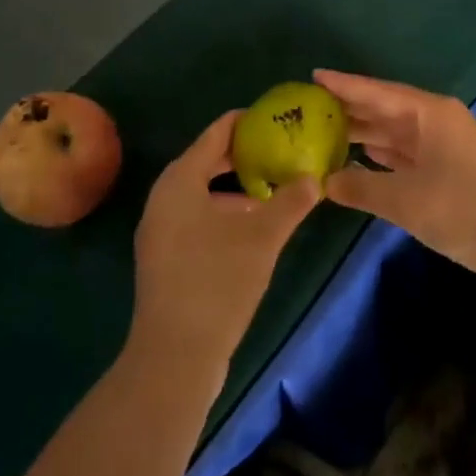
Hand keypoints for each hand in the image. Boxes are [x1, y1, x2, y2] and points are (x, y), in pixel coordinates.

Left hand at [130, 110, 320, 374]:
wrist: (174, 356)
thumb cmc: (217, 282)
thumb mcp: (263, 237)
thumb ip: (291, 201)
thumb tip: (315, 177)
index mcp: (180, 179)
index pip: (217, 133)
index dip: (248, 122)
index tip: (278, 119)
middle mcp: (164, 196)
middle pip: (208, 160)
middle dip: (245, 155)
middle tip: (282, 150)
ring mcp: (160, 228)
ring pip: (202, 191)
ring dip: (236, 187)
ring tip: (274, 189)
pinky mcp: (164, 256)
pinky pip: (195, 216)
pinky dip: (223, 211)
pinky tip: (252, 228)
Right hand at [316, 70, 475, 297]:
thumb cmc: (466, 210)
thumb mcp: (406, 200)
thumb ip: (361, 187)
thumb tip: (323, 182)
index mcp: (428, 113)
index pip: (376, 91)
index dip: (343, 85)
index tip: (312, 76)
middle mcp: (436, 122)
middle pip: (384, 110)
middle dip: (349, 110)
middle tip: (307, 110)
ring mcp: (445, 148)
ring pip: (395, 134)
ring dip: (363, 135)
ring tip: (324, 134)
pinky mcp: (450, 174)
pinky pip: (405, 156)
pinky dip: (381, 158)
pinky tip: (358, 161)